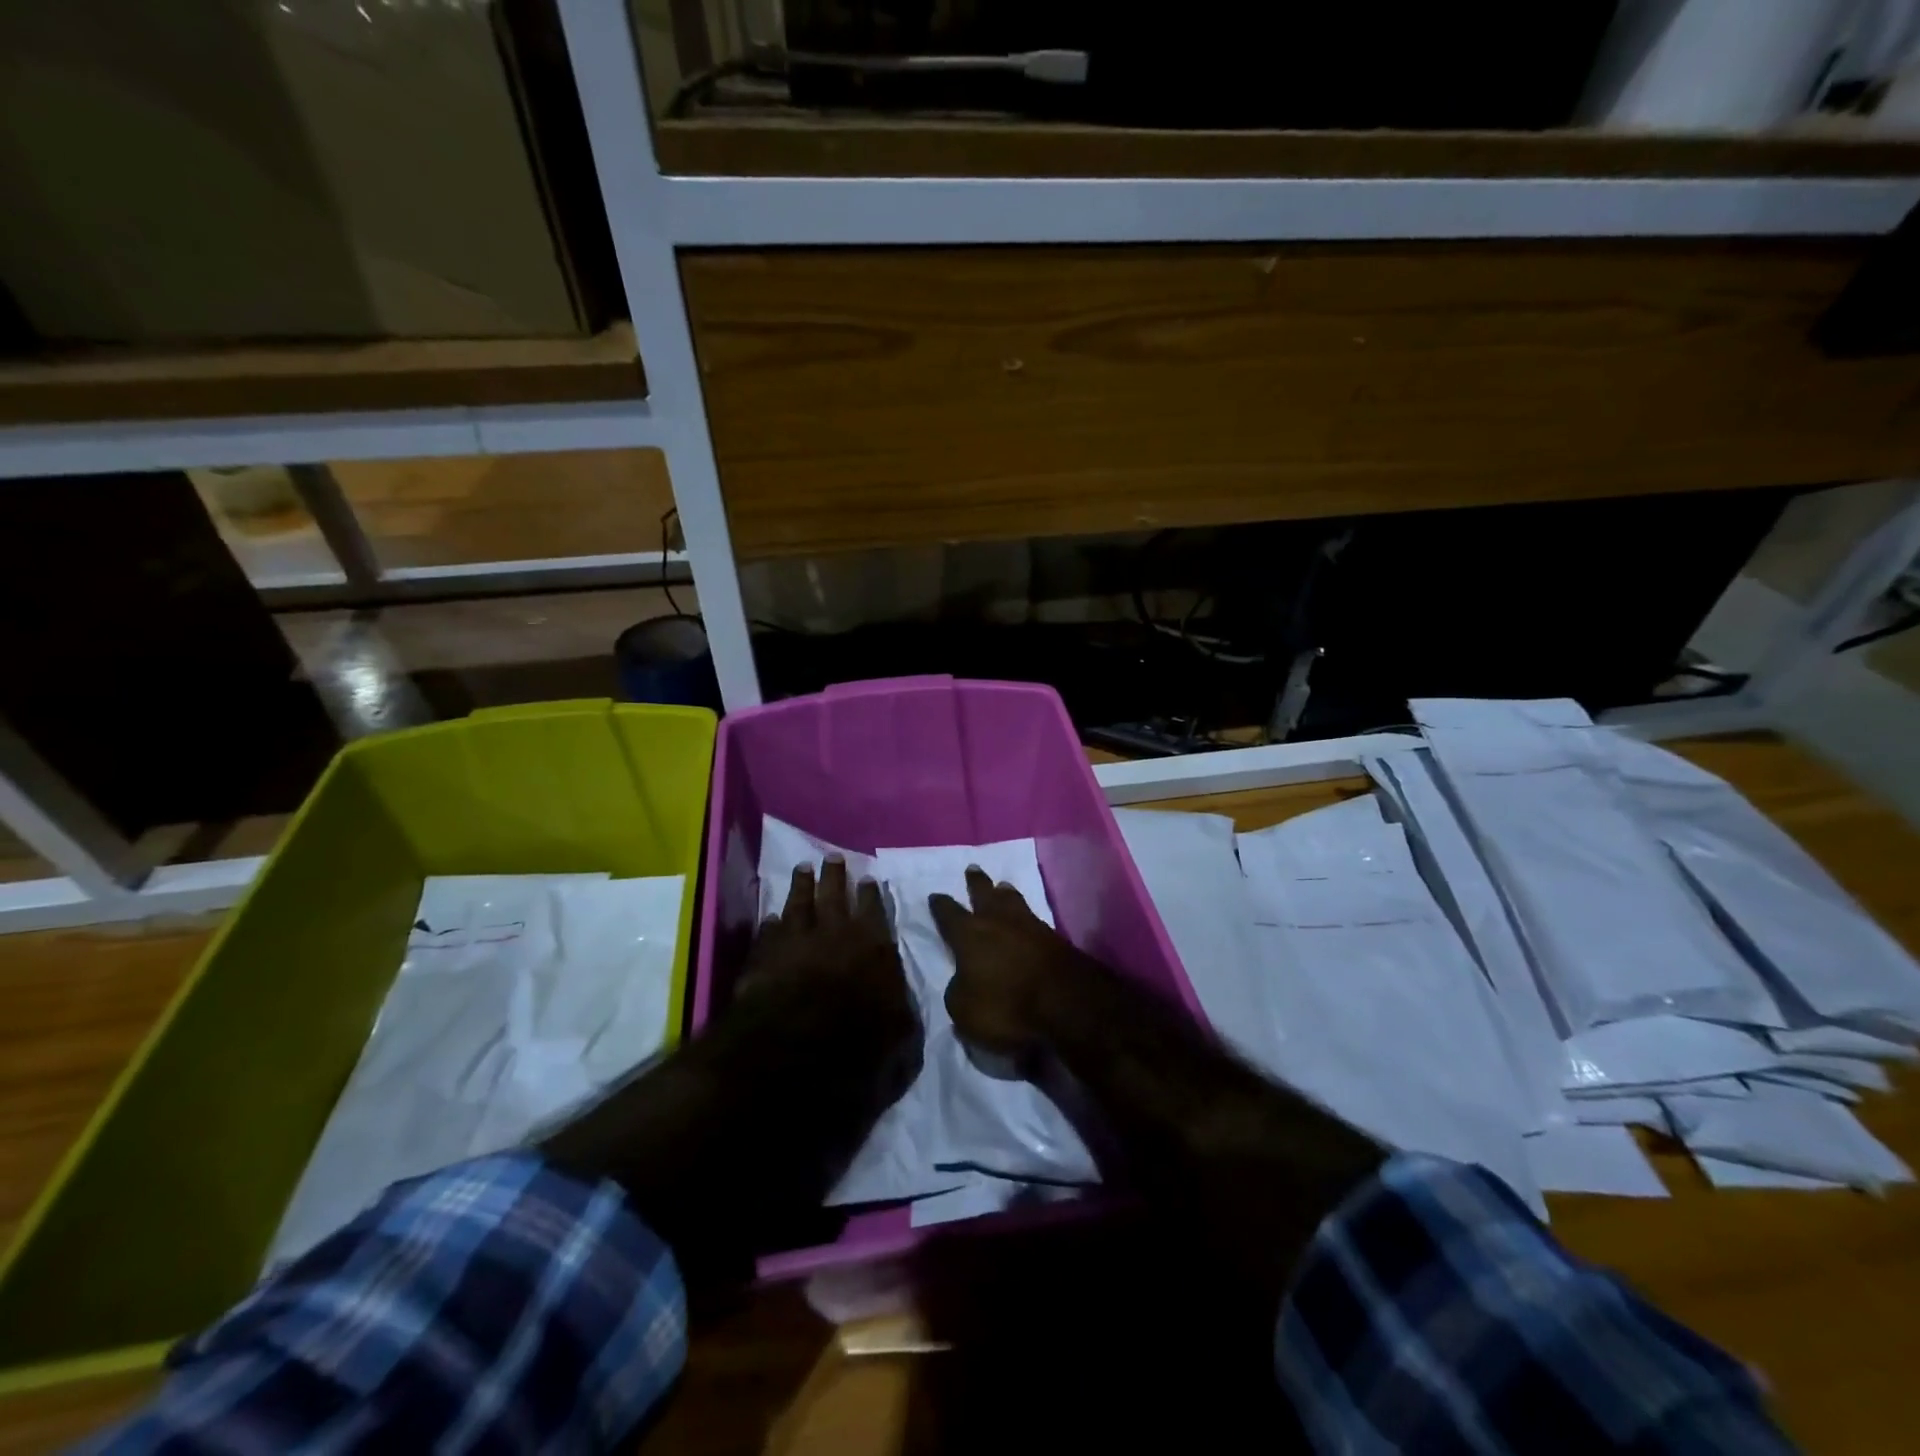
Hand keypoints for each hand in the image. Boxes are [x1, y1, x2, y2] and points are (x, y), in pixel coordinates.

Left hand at [741, 858, 914, 1032]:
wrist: (797, 1040)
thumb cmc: (857, 1033)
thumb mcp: (898, 1025)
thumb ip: (899, 1002)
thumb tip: (902, 999)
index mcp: (872, 942)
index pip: (873, 908)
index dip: (870, 893)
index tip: (867, 878)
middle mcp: (835, 931)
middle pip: (834, 893)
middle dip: (834, 874)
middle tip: (832, 857)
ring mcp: (797, 938)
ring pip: (799, 902)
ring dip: (801, 885)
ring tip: (802, 869)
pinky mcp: (766, 954)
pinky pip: (769, 931)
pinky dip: (771, 923)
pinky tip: (770, 917)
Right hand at [929, 866, 1093, 1059]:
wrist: (1067, 1004)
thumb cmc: (1007, 1006)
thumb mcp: (965, 1011)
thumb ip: (958, 991)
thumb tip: (962, 981)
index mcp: (969, 934)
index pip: (948, 914)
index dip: (940, 905)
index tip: (935, 896)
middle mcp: (998, 921)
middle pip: (984, 894)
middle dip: (976, 883)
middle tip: (972, 869)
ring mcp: (1030, 926)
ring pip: (1013, 900)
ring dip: (1005, 893)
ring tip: (1002, 886)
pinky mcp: (1055, 938)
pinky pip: (1033, 919)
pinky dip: (1026, 916)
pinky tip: (1026, 918)